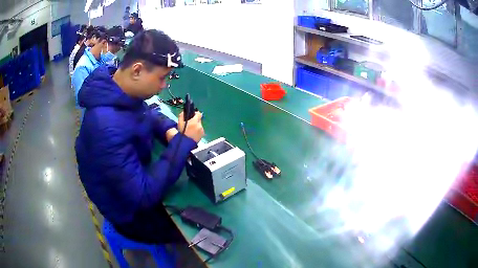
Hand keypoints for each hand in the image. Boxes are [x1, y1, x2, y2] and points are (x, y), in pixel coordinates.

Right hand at [178, 111, 203, 142]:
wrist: (184, 144)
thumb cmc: (181, 132)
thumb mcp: (179, 123)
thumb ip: (182, 115)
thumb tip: (184, 112)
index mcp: (195, 121)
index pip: (198, 113)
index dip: (195, 114)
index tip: (192, 116)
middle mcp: (200, 125)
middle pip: (199, 120)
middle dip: (195, 121)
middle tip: (189, 124)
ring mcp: (202, 131)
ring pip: (199, 126)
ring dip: (196, 126)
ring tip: (191, 130)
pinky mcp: (202, 135)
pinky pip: (200, 131)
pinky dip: (197, 131)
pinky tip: (193, 134)